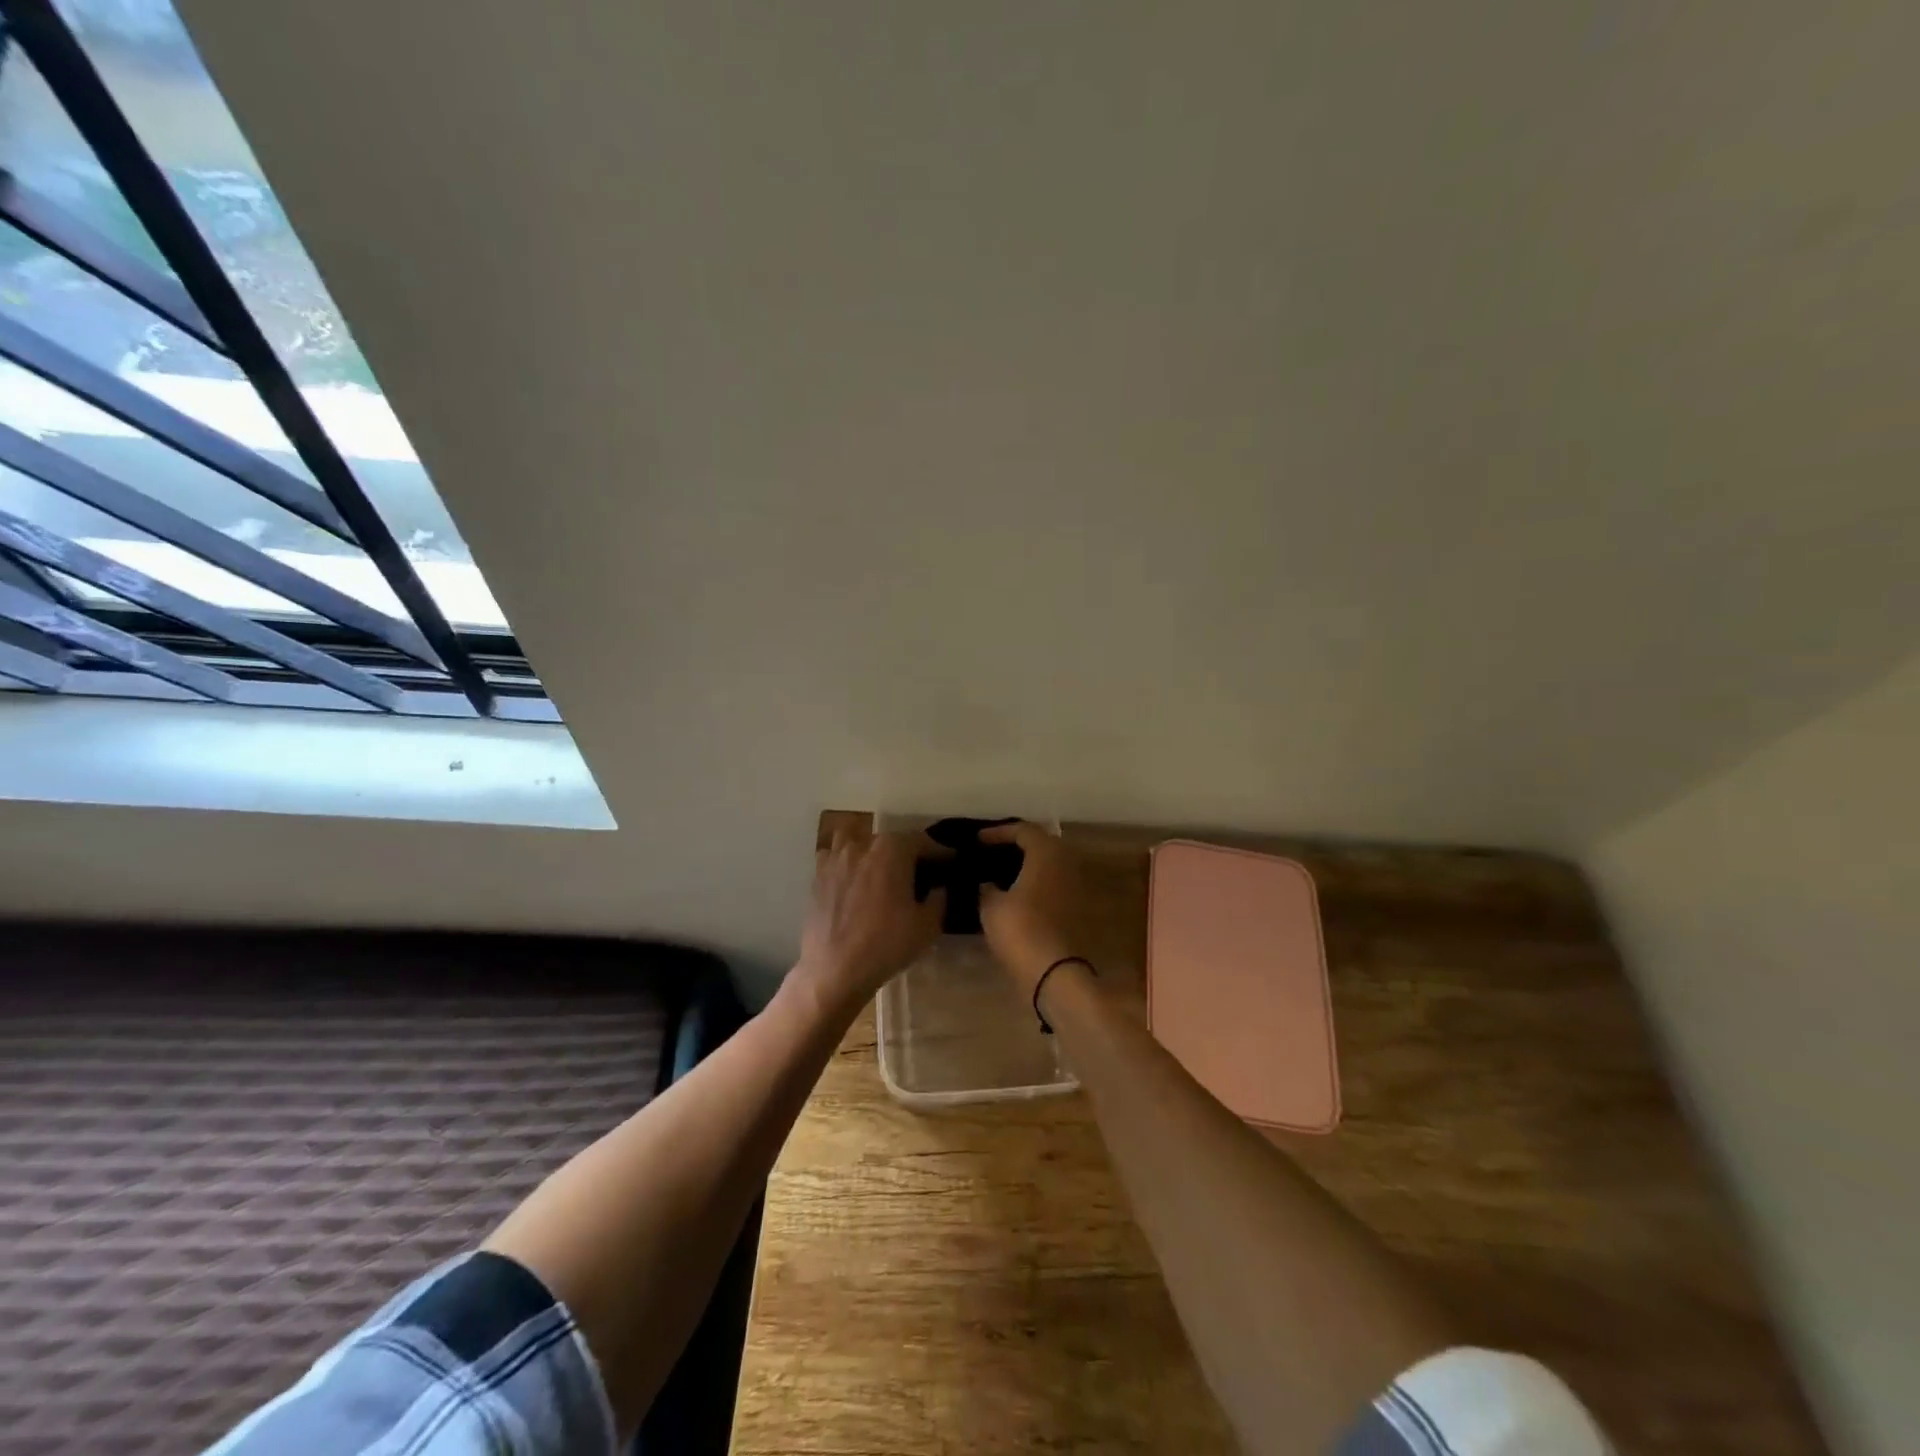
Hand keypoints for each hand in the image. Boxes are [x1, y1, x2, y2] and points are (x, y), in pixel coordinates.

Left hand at [797, 830, 944, 1010]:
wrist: (835, 970)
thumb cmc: (886, 944)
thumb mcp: (928, 925)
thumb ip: (939, 899)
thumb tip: (939, 887)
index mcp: (893, 849)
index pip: (923, 841)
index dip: (939, 852)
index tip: (949, 863)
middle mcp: (863, 845)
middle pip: (891, 840)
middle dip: (907, 853)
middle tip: (918, 873)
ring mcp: (836, 858)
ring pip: (858, 841)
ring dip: (872, 851)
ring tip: (880, 870)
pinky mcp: (817, 876)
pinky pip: (835, 858)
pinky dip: (846, 863)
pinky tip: (852, 879)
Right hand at [977, 822, 1089, 993]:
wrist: (1053, 971)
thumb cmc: (1019, 929)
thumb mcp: (991, 906)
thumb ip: (987, 887)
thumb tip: (987, 883)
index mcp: (1046, 853)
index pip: (1023, 830)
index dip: (998, 832)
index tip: (978, 840)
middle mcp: (1066, 863)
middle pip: (1041, 843)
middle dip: (1017, 845)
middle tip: (992, 852)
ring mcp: (1075, 886)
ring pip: (1049, 864)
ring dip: (1028, 865)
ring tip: (1001, 872)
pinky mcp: (1076, 908)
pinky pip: (1053, 883)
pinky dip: (1036, 882)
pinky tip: (1016, 894)